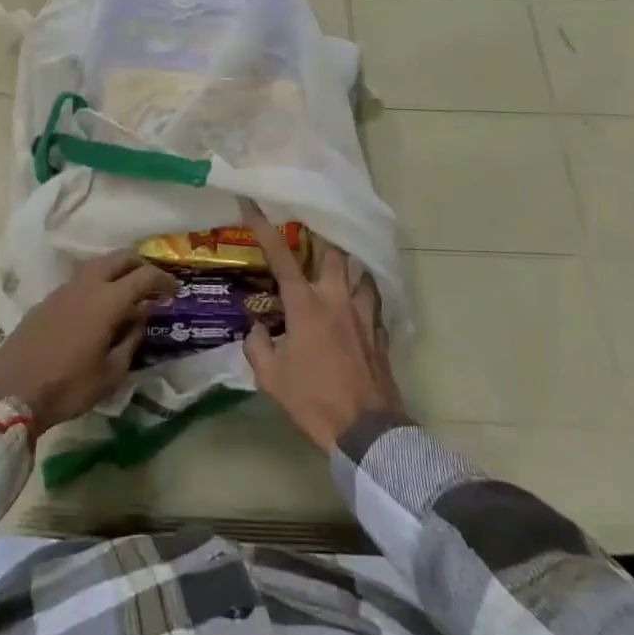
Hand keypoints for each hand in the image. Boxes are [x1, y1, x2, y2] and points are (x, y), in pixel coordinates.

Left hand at [0, 249, 174, 436]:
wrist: (11, 391)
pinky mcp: (48, 299)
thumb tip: (141, 318)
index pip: (144, 276)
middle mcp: (87, 285)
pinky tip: (98, 306)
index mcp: (107, 300)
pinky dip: (98, 282)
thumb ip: (130, 340)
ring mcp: (64, 289)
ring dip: (118, 271)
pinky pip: (81, 279)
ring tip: (127, 293)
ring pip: (98, 265)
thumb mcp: (110, 373)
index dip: (163, 280)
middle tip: (153, 285)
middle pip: (120, 258)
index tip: (175, 291)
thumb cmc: (68, 386)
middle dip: (141, 265)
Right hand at [242, 200, 403, 451]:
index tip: (253, 203)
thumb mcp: (272, 379)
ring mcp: (363, 313)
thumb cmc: (315, 401)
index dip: (264, 227)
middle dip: (321, 237)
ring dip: (348, 265)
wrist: (368, 431)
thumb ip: (258, 346)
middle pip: (333, 251)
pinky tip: (357, 302)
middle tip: (311, 230)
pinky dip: (363, 294)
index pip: (281, 256)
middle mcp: (336, 298)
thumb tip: (257, 328)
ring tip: (338, 265)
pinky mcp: (380, 331)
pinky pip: (372, 300)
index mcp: (306, 305)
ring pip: (360, 271)